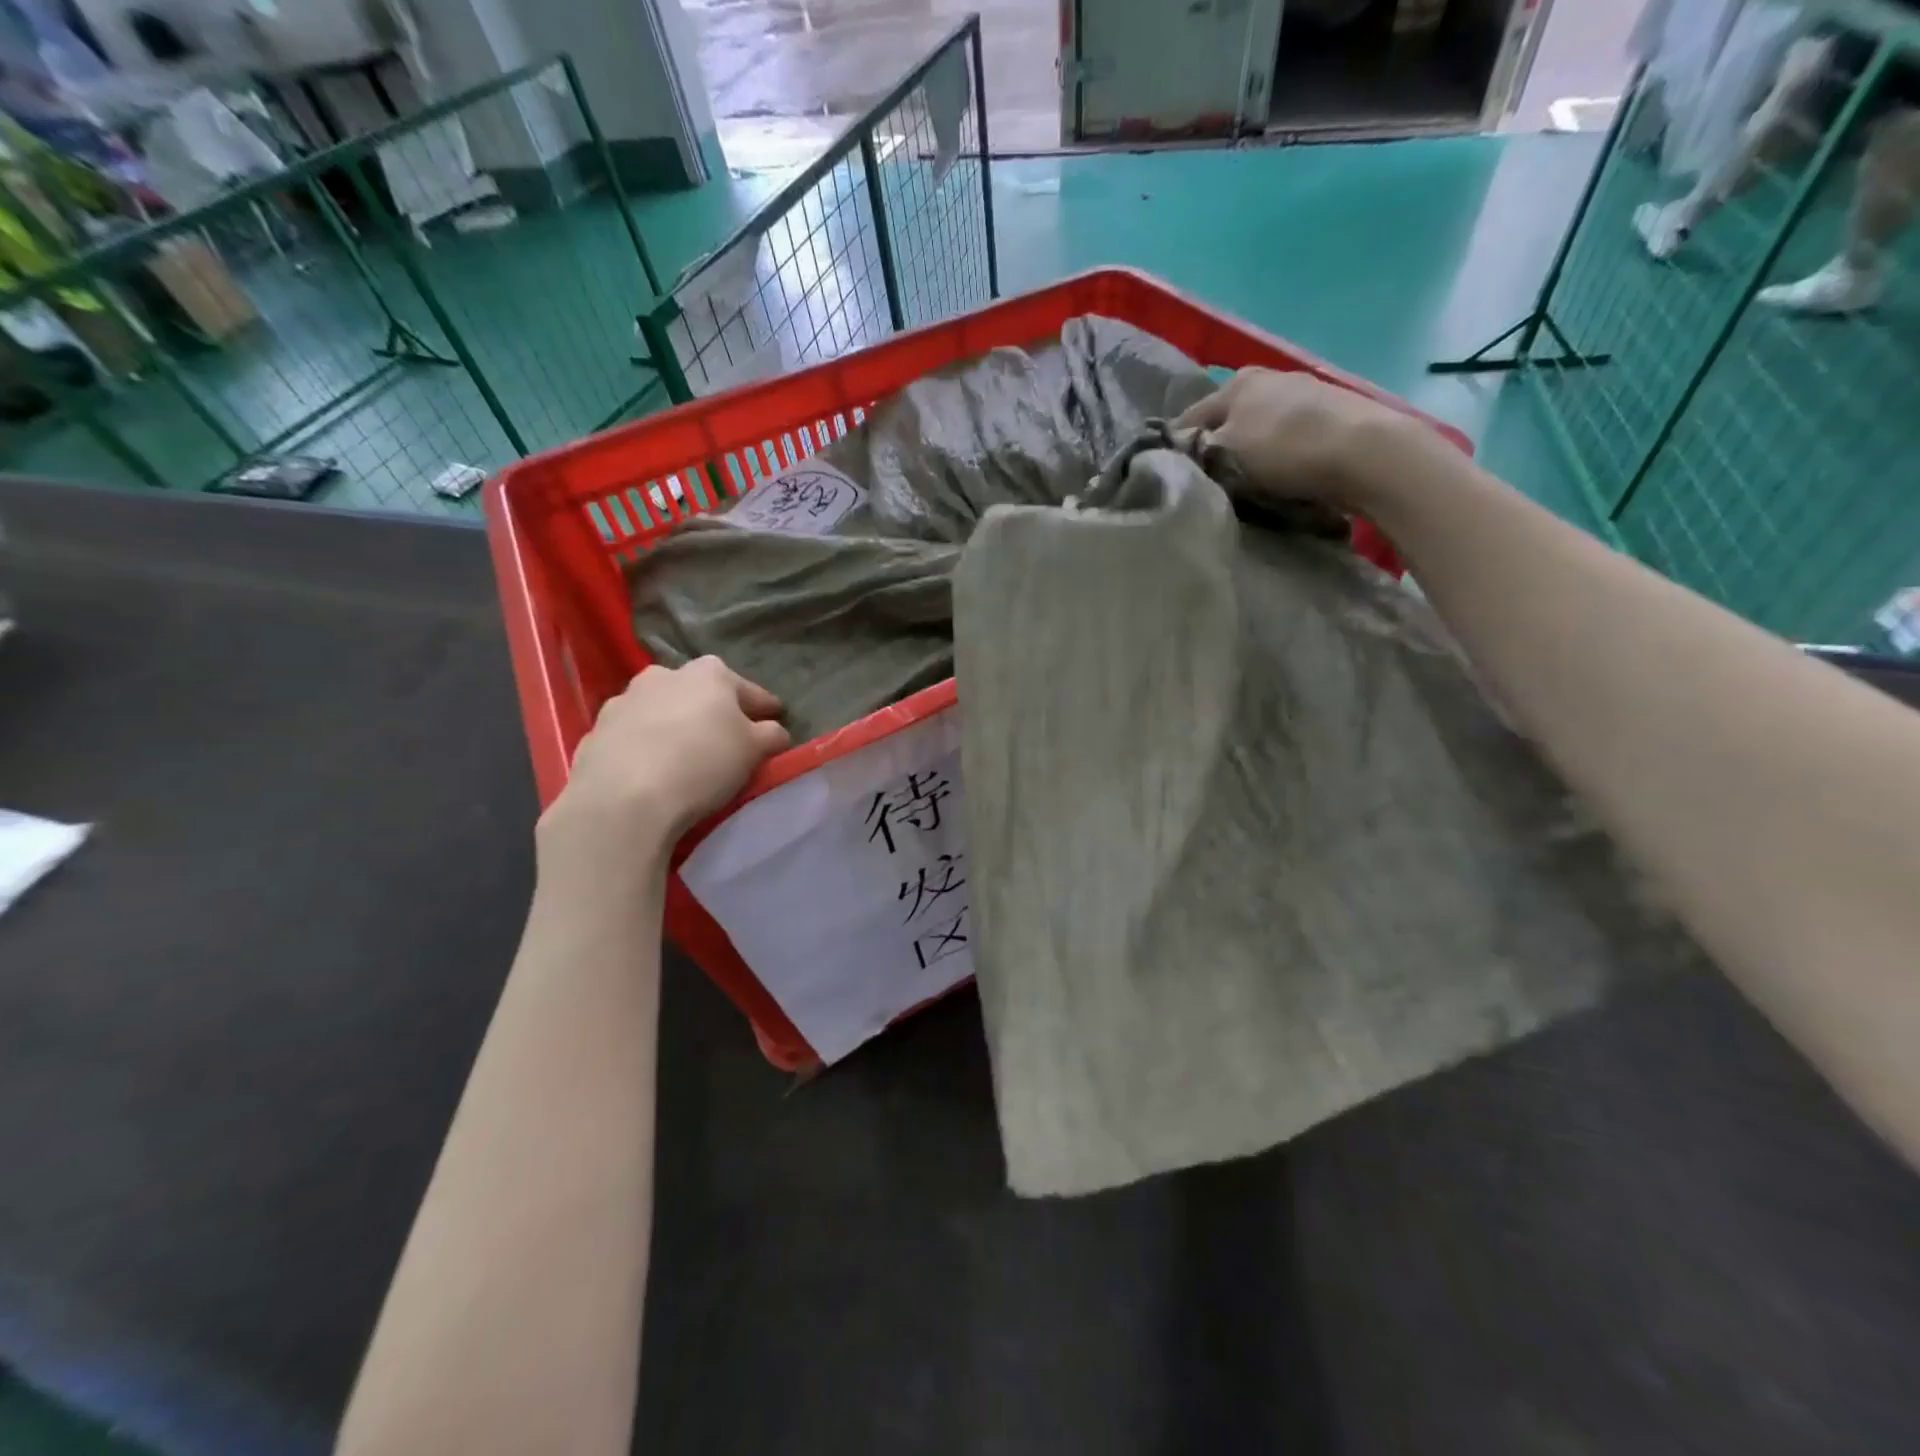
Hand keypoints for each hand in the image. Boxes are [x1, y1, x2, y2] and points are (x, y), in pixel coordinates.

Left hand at [539, 657, 790, 869]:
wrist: (622, 798)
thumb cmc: (702, 763)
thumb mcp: (754, 750)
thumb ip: (771, 735)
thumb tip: (774, 731)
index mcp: (708, 673)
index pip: (748, 689)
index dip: (764, 706)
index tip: (775, 719)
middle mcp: (664, 675)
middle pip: (699, 693)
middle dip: (713, 711)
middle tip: (727, 738)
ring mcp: (624, 700)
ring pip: (662, 710)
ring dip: (675, 725)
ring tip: (685, 755)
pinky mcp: (596, 731)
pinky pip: (633, 735)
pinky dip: (645, 745)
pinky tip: (651, 769)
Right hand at [1175, 367, 1444, 511]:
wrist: (1365, 452)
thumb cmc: (1284, 449)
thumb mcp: (1224, 452)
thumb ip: (1194, 452)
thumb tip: (1173, 457)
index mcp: (1235, 382)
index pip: (1188, 419)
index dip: (1174, 449)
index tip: (1169, 480)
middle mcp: (1268, 378)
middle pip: (1226, 422)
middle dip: (1215, 451)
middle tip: (1207, 487)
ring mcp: (1304, 393)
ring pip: (1258, 430)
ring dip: (1248, 455)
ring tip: (1244, 486)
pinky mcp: (1332, 415)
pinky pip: (1287, 439)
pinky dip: (1278, 457)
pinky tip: (1280, 477)